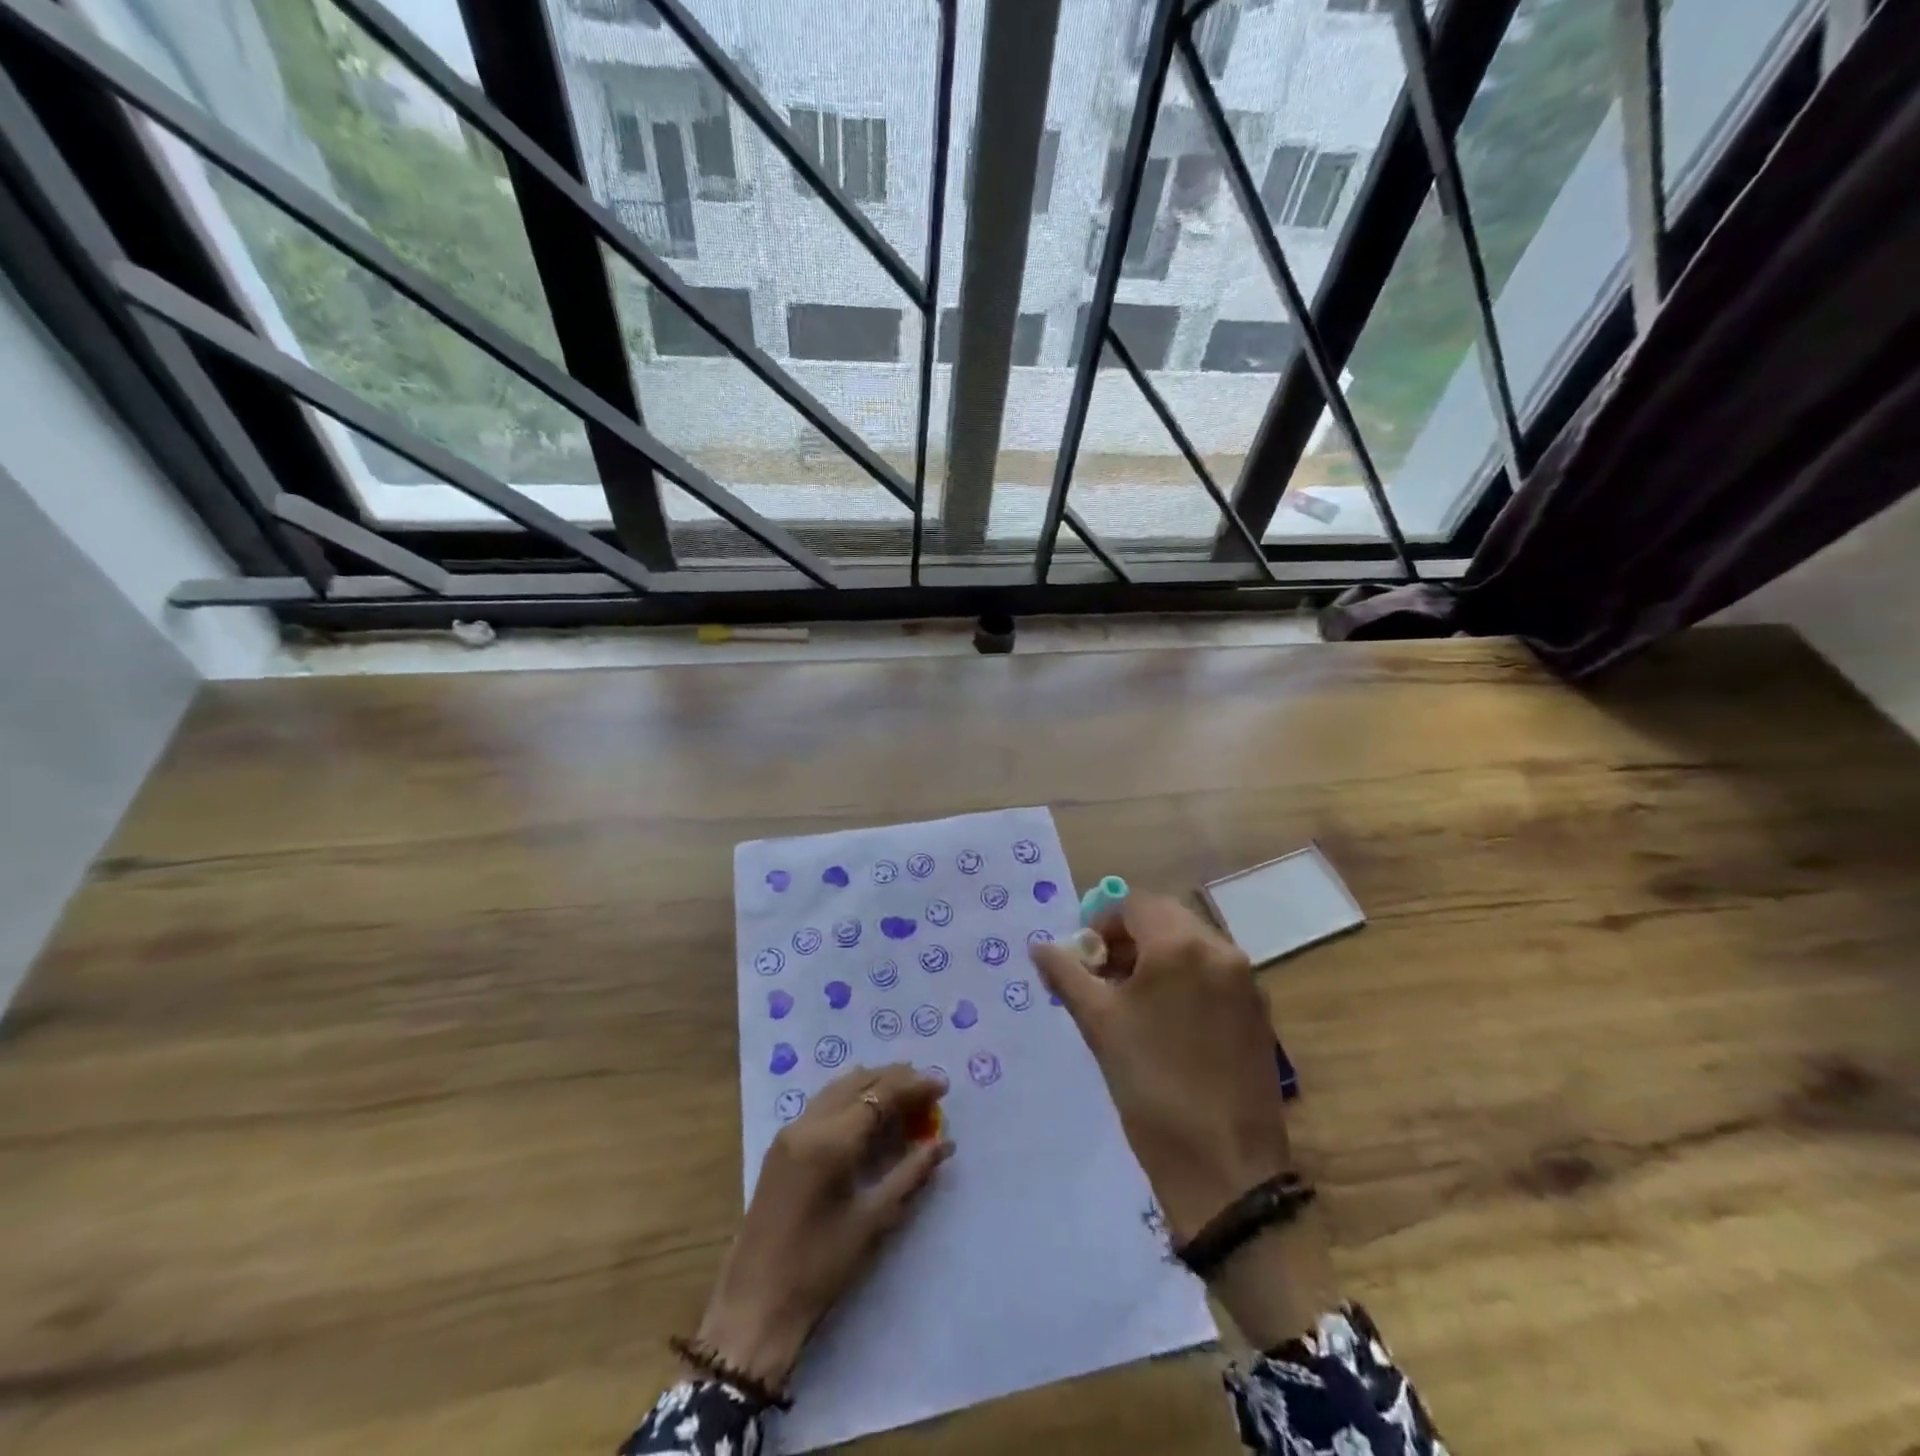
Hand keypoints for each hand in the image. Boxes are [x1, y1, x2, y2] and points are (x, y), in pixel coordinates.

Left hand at [696, 1064, 952, 1390]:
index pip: (880, 1094)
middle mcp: (808, 1123)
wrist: (754, 1306)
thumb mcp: (872, 1221)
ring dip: (872, 1084)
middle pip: (858, 1081)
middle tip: (927, 1090)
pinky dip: (851, 1098)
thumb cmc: (818, 1268)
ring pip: (839, 1087)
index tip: (943, 1086)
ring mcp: (790, 1131)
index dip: (914, 1086)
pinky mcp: (781, 1145)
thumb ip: (910, 1174)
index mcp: (830, 1141)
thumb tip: (944, 1144)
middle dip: (895, 1079)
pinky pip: (823, 1103)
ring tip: (904, 1096)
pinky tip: (868, 1113)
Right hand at [1030, 892, 1290, 1243]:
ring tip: (1132, 1001)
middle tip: (1103, 977)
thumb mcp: (1098, 1025)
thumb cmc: (1151, 1087)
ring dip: (1157, 956)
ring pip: (1191, 944)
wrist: (1225, 1168)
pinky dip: (1185, 978)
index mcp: (1180, 945)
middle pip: (1165, 918)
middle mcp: (1220, 949)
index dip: (1101, 923)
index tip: (1084, 959)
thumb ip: (1067, 974)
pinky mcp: (1258, 1011)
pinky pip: (1213, 972)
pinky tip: (1167, 1021)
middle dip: (1129, 938)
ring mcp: (1246, 980)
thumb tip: (1039, 946)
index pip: (1134, 904)